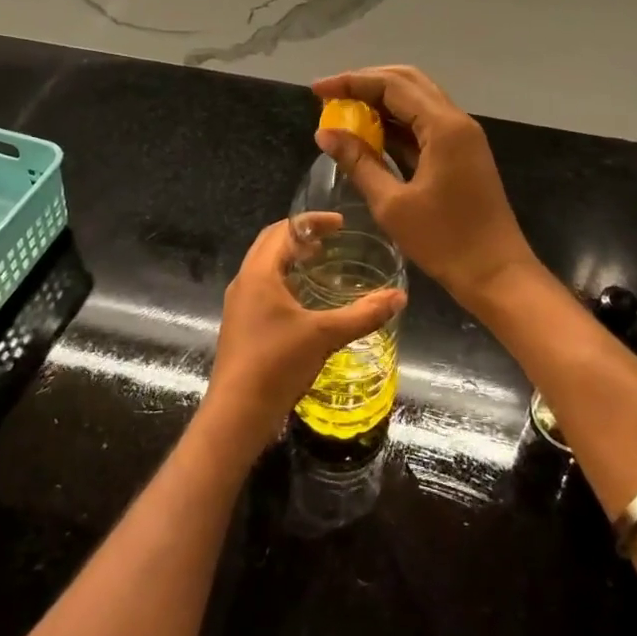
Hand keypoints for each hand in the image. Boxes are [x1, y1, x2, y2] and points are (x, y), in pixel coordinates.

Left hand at [200, 215, 405, 460]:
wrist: (237, 414)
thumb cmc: (277, 364)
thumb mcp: (325, 335)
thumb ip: (363, 314)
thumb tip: (399, 297)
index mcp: (259, 273)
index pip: (283, 230)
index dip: (312, 222)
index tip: (340, 224)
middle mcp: (244, 282)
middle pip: (270, 244)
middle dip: (300, 237)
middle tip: (331, 241)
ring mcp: (239, 305)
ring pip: (265, 268)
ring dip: (291, 259)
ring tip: (321, 265)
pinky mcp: (241, 325)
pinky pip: (263, 288)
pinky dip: (285, 282)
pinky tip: (306, 303)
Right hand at [311, 65, 536, 309]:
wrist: (496, 273)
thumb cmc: (444, 241)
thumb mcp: (392, 204)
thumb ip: (358, 162)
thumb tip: (325, 132)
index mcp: (443, 127)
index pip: (392, 85)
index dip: (351, 82)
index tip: (317, 90)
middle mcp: (456, 121)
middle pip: (407, 82)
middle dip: (366, 83)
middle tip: (330, 95)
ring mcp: (462, 137)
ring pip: (417, 101)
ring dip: (381, 101)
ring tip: (343, 111)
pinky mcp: (461, 154)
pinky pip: (424, 125)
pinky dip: (396, 123)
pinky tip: (369, 134)